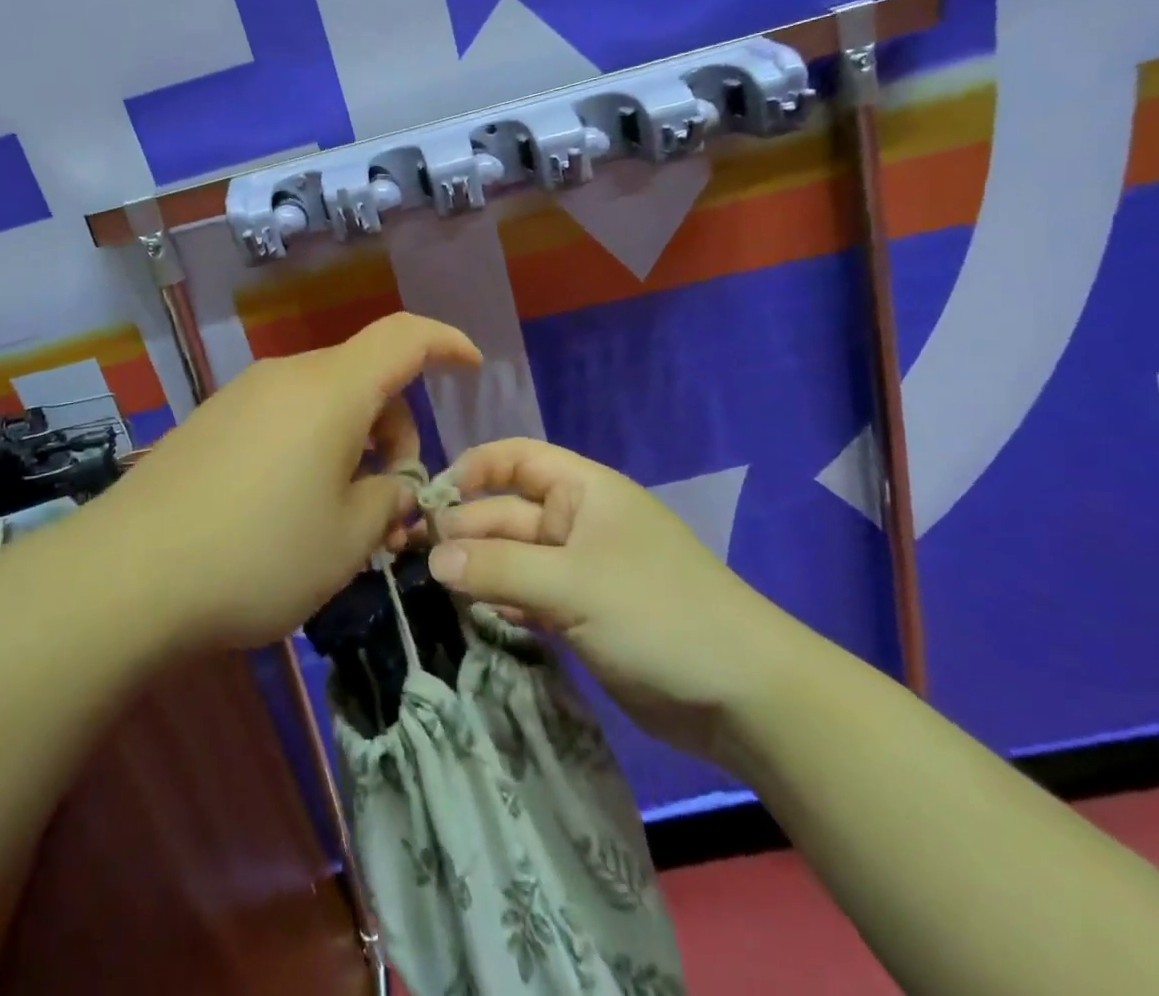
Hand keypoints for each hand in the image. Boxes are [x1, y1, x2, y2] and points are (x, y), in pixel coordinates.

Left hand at [105, 313, 480, 651]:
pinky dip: (309, 446)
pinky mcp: (211, 421)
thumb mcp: (346, 540)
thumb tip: (393, 486)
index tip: (472, 367)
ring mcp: (242, 396)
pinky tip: (288, 508)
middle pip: (363, 378)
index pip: (404, 337)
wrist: (127, 574)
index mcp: (332, 391)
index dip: (445, 343)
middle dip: (394, 428)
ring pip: (322, 401)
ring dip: (350, 444)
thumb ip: (388, 501)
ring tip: (338, 517)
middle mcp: (287, 377)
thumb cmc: (258, 554)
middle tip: (390, 502)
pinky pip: (282, 417)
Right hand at [424, 438, 812, 763]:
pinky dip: (499, 602)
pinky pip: (526, 597)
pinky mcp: (580, 615)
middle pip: (506, 513)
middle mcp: (576, 522)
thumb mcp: (572, 584)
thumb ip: (497, 567)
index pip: (514, 459)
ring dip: (476, 570)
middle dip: (464, 530)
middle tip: (414, 558)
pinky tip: (470, 616)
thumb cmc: (657, 614)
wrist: (743, 698)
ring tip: (431, 589)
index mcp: (582, 490)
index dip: (471, 469)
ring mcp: (578, 571)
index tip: (429, 499)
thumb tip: (432, 557)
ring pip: (512, 559)